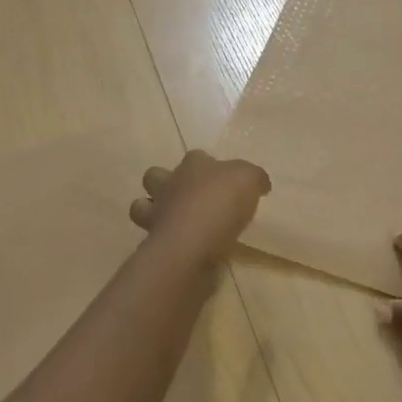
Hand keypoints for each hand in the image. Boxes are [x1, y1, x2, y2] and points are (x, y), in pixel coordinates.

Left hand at [129, 151, 270, 263]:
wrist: (192, 242)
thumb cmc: (221, 202)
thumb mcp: (250, 179)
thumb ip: (254, 178)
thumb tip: (259, 184)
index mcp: (193, 164)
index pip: (197, 156)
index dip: (208, 165)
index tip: (224, 181)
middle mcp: (169, 184)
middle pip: (156, 176)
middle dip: (167, 184)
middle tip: (191, 199)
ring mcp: (157, 213)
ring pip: (142, 206)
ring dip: (155, 211)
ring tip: (176, 222)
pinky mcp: (154, 241)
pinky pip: (153, 236)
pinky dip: (163, 238)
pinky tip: (181, 245)